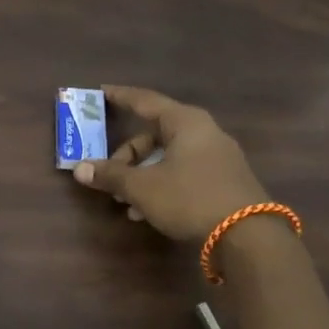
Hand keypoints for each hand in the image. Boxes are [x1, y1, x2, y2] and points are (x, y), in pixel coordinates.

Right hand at [71, 86, 267, 241]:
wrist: (248, 236)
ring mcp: (217, 157)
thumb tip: (80, 169)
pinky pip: (183, 172)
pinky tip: (147, 211)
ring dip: (141, 175)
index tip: (101, 92)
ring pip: (167, 157)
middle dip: (127, 155)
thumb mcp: (142, 187)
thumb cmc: (190, 198)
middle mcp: (204, 132)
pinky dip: (161, 184)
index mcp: (185, 122)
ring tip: (125, 201)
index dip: (121, 97)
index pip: (145, 101)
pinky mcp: (224, 180)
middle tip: (108, 174)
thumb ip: (110, 175)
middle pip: (154, 134)